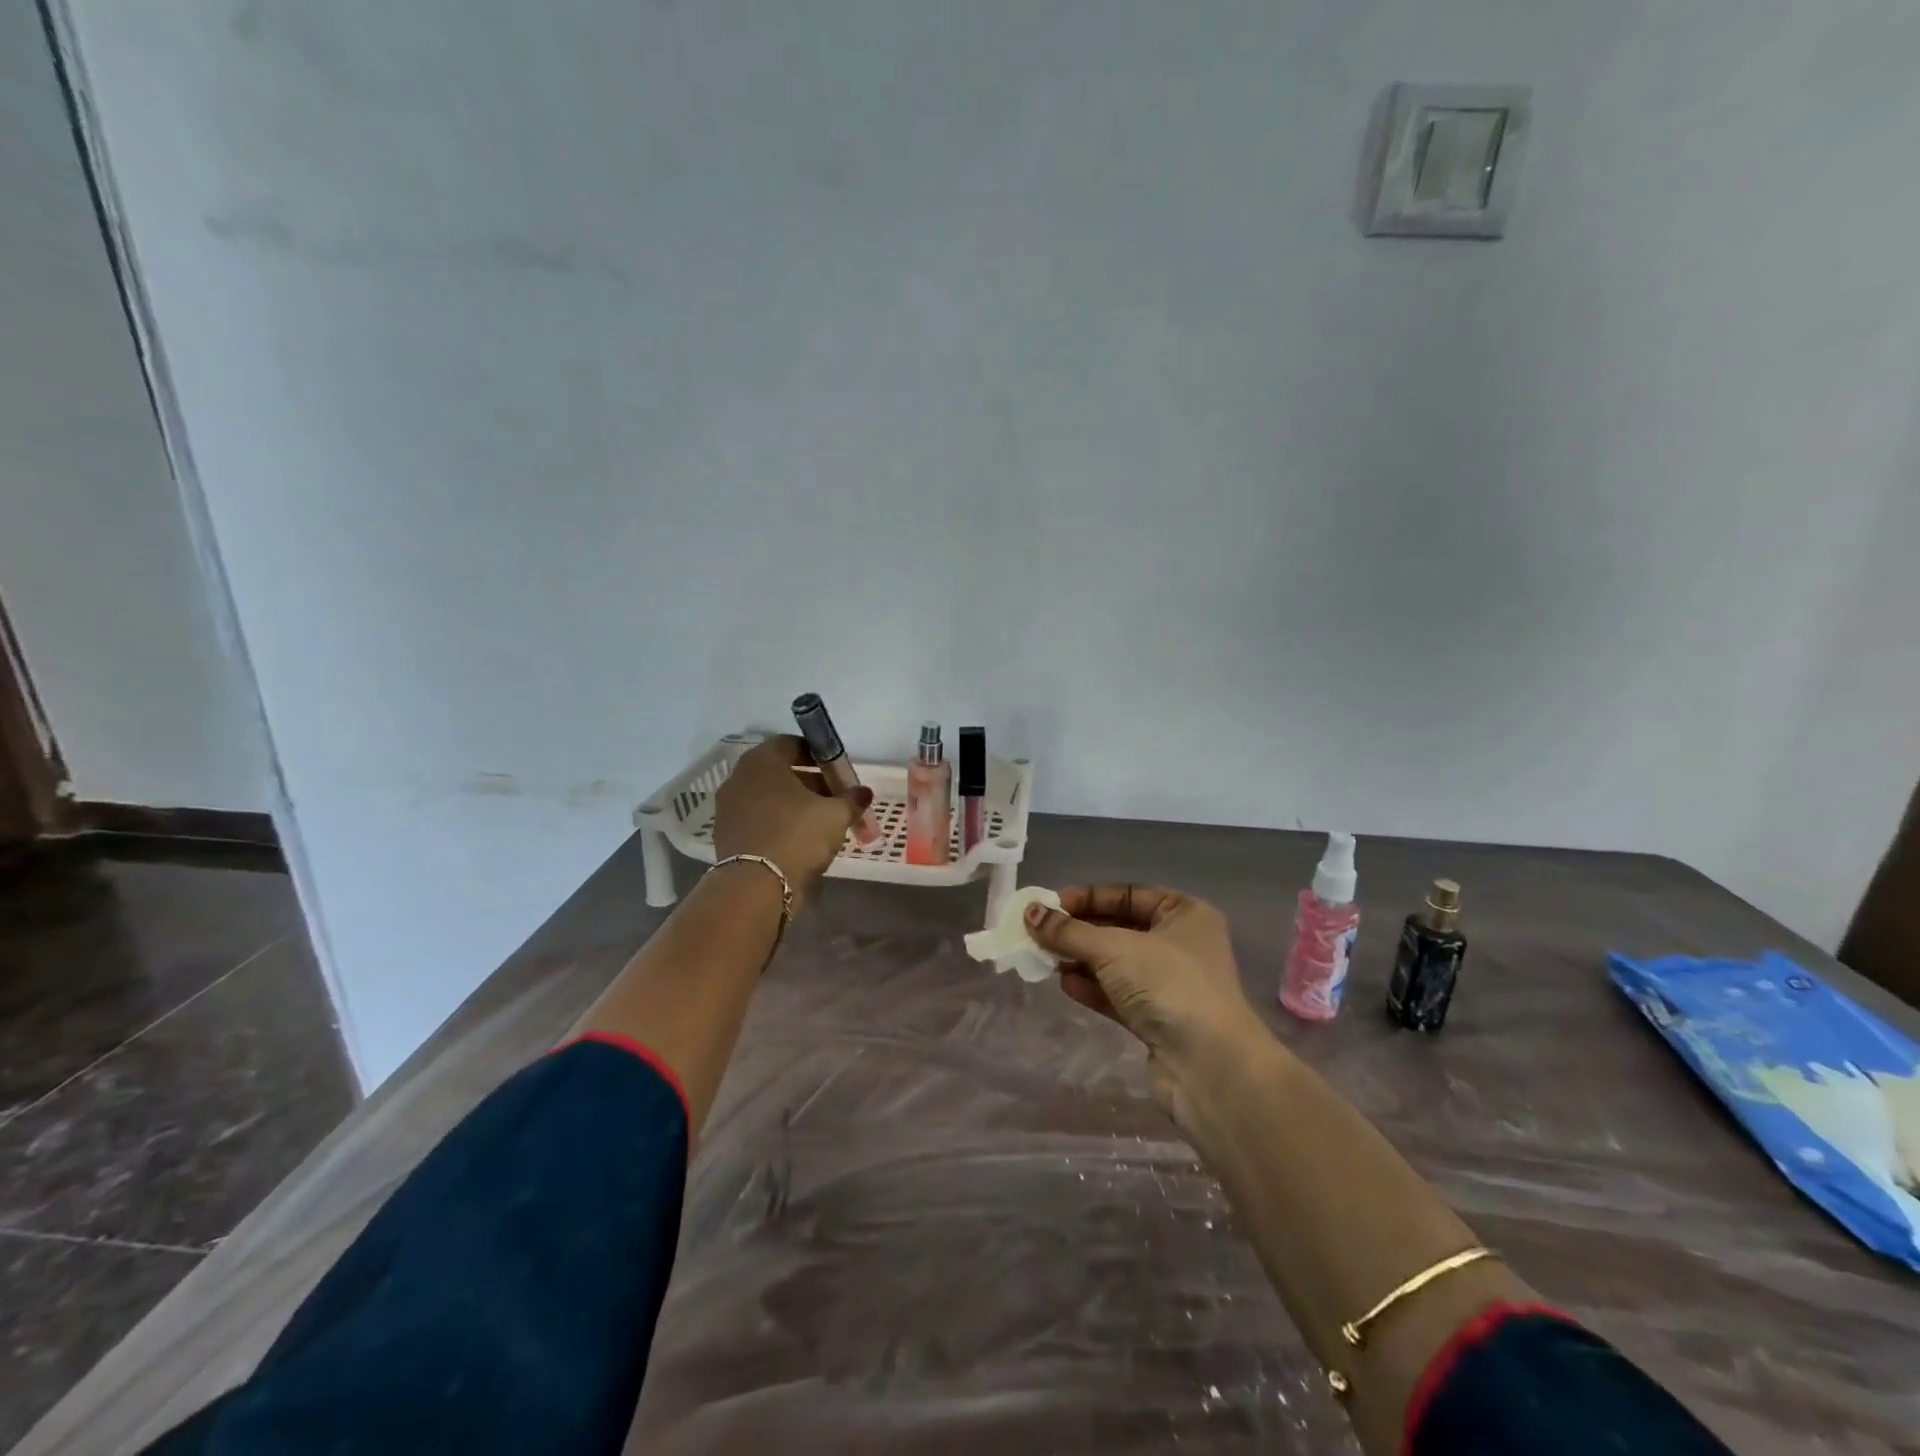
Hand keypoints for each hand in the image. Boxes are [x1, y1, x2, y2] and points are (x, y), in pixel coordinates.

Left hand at [713, 736, 871, 895]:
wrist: (756, 886)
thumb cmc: (798, 835)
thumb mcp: (836, 814)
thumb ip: (852, 799)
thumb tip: (864, 792)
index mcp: (763, 761)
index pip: (792, 744)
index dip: (818, 756)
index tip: (836, 773)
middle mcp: (739, 777)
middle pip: (779, 771)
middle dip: (808, 782)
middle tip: (832, 799)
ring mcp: (728, 807)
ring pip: (767, 796)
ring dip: (792, 804)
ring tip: (818, 823)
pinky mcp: (725, 834)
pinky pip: (757, 819)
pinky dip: (776, 823)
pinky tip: (796, 841)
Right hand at [1025, 886, 1267, 1115]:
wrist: (1209, 1066)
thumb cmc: (1167, 984)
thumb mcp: (1113, 948)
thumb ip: (1069, 931)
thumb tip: (1030, 912)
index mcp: (1184, 914)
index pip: (1128, 895)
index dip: (1088, 898)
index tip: (1050, 905)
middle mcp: (1181, 944)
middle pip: (1119, 929)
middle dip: (1079, 932)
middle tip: (1039, 933)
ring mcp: (1171, 984)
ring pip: (1116, 964)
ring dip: (1081, 960)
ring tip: (1044, 959)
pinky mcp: (1159, 1019)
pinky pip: (1118, 994)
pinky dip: (1092, 987)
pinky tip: (1065, 985)